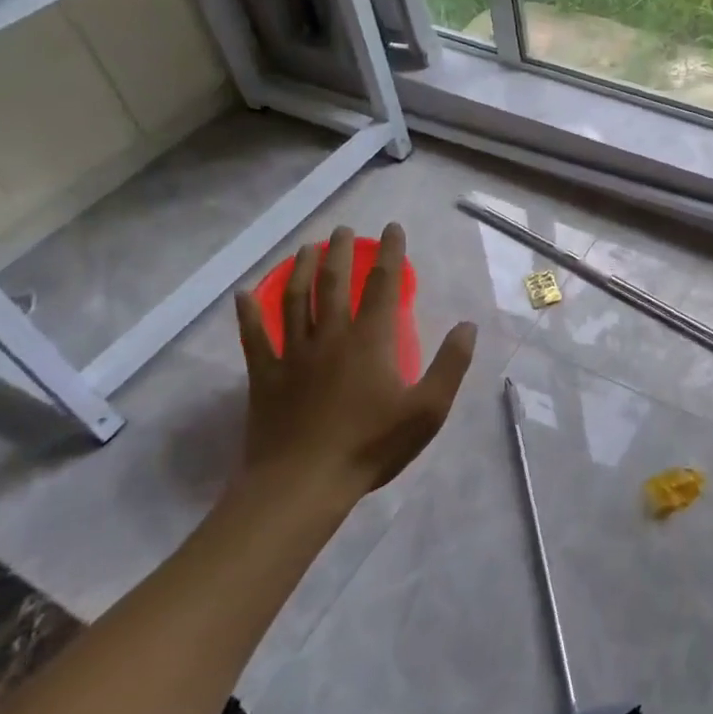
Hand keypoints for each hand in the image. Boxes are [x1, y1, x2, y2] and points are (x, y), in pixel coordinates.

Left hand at [234, 223, 476, 512]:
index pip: (383, 284)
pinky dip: (248, 314)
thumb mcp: (428, 409)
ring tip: (305, 248)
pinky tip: (244, 294)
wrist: (302, 484)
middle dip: (340, 252)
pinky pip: (253, 337)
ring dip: (300, 269)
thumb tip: (468, 325)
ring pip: (295, 300)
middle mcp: (331, 336)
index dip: (389, 253)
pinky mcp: (265, 377)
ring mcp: (293, 354)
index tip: (391, 229)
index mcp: (371, 340)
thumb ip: (451, 364)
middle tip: (343, 230)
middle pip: (334, 283)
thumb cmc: (371, 445)